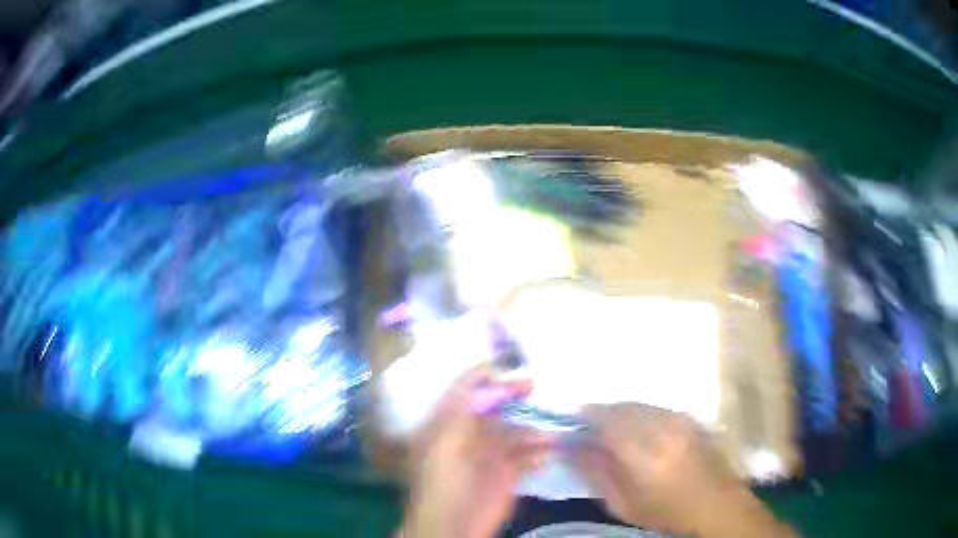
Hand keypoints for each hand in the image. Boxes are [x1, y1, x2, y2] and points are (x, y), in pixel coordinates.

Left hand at [403, 367, 551, 537]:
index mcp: (449, 422)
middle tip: (532, 387)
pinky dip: (538, 452)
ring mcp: (490, 454)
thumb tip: (486, 377)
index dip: (485, 375)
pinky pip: (527, 455)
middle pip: (496, 406)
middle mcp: (471, 433)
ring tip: (548, 430)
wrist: (453, 526)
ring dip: (532, 428)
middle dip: (514, 395)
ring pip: (516, 430)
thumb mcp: (446, 443)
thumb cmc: (444, 483)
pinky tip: (544, 454)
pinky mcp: (508, 473)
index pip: (466, 389)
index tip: (509, 364)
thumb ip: (464, 410)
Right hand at [576, 403, 791, 537]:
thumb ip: (596, 473)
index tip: (574, 420)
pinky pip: (659, 408)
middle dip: (604, 411)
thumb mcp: (622, 504)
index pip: (608, 420)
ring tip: (614, 427)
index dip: (588, 415)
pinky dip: (643, 413)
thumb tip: (572, 448)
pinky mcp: (692, 418)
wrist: (716, 504)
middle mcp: (663, 428)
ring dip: (623, 411)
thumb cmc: (665, 512)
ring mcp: (681, 420)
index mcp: (643, 453)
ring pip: (642, 404)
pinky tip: (641, 428)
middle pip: (625, 407)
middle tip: (591, 425)